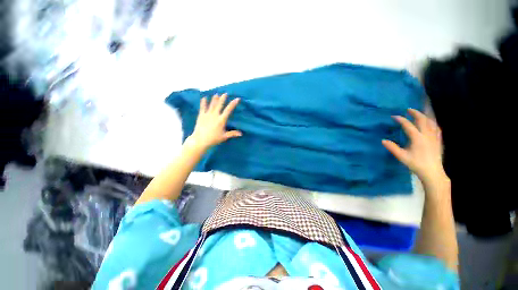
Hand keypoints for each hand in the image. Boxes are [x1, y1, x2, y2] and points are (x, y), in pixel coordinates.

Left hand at [188, 94, 241, 149]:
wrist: (200, 140)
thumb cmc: (213, 139)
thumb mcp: (224, 137)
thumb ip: (232, 134)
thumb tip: (241, 133)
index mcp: (221, 120)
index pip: (228, 110)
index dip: (233, 104)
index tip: (237, 99)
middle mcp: (215, 115)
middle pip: (219, 104)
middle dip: (223, 98)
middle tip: (225, 93)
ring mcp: (207, 114)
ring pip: (212, 104)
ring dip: (214, 99)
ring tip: (217, 94)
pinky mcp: (201, 115)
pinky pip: (202, 107)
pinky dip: (203, 102)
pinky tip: (204, 98)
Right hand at [382, 108, 448, 188]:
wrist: (432, 172)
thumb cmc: (416, 164)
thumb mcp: (402, 156)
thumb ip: (392, 148)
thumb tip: (383, 140)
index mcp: (417, 138)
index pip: (408, 125)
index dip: (401, 119)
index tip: (394, 116)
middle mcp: (427, 135)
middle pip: (422, 120)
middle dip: (415, 113)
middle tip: (409, 109)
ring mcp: (434, 137)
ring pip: (431, 122)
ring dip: (425, 116)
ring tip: (420, 113)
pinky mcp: (438, 140)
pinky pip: (436, 128)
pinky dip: (433, 123)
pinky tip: (431, 123)